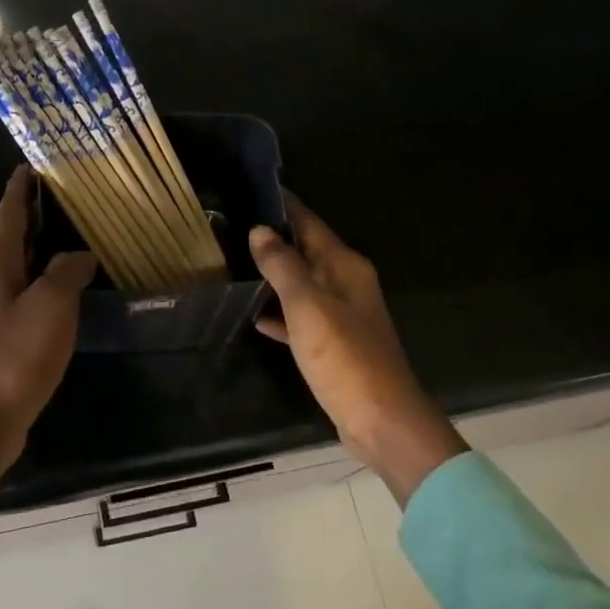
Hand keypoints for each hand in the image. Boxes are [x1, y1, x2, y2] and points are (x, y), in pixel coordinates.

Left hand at [0, 167, 97, 466]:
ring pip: (19, 268)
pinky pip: (24, 296)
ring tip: (75, 238)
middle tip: (69, 199)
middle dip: (36, 216)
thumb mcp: (51, 306)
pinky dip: (44, 283)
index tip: (32, 165)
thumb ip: (67, 272)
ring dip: (42, 251)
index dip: (21, 188)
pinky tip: (66, 290)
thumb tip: (80, 255)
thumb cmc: (14, 356)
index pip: (9, 212)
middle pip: (12, 237)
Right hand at [249, 194, 465, 505]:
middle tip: (228, 226)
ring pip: (300, 284)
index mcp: (344, 266)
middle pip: (305, 251)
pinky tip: (253, 315)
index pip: (309, 222)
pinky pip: (300, 317)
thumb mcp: (308, 307)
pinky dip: (279, 313)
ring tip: (232, 263)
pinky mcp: (333, 345)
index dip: (282, 206)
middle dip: (272, 239)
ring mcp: (341, 315)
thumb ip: (283, 266)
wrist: (381, 420)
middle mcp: (346, 283)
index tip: (249, 188)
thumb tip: (260, 231)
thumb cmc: (345, 358)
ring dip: (272, 275)